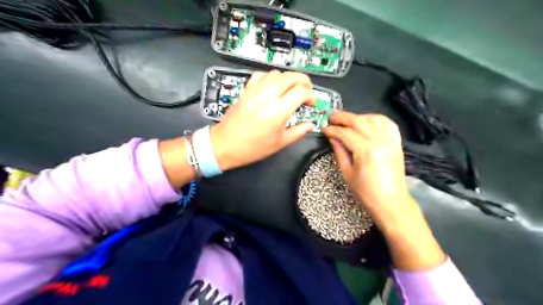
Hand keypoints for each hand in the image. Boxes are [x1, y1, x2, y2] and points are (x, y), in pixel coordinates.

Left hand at [210, 70, 316, 171]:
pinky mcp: (246, 90)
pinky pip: (261, 75)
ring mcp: (255, 90)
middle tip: (306, 92)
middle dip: (304, 81)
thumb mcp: (280, 143)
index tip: (311, 104)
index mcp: (278, 111)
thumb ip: (299, 131)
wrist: (226, 144)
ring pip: (277, 73)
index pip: (301, 91)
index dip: (311, 96)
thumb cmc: (254, 147)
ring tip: (290, 90)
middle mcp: (268, 96)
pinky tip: (272, 87)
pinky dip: (270, 77)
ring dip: (288, 79)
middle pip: (291, 76)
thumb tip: (311, 125)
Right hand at [319, 112, 408, 221]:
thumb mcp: (347, 173)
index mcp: (366, 151)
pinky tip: (367, 121)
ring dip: (358, 116)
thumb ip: (339, 152)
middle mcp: (380, 141)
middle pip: (359, 121)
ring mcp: (391, 141)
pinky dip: (376, 119)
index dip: (333, 129)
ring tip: (347, 120)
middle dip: (342, 117)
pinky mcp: (397, 143)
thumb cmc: (367, 192)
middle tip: (331, 117)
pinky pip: (388, 123)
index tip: (324, 129)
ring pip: (373, 118)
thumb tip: (332, 138)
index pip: (346, 133)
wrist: (391, 202)